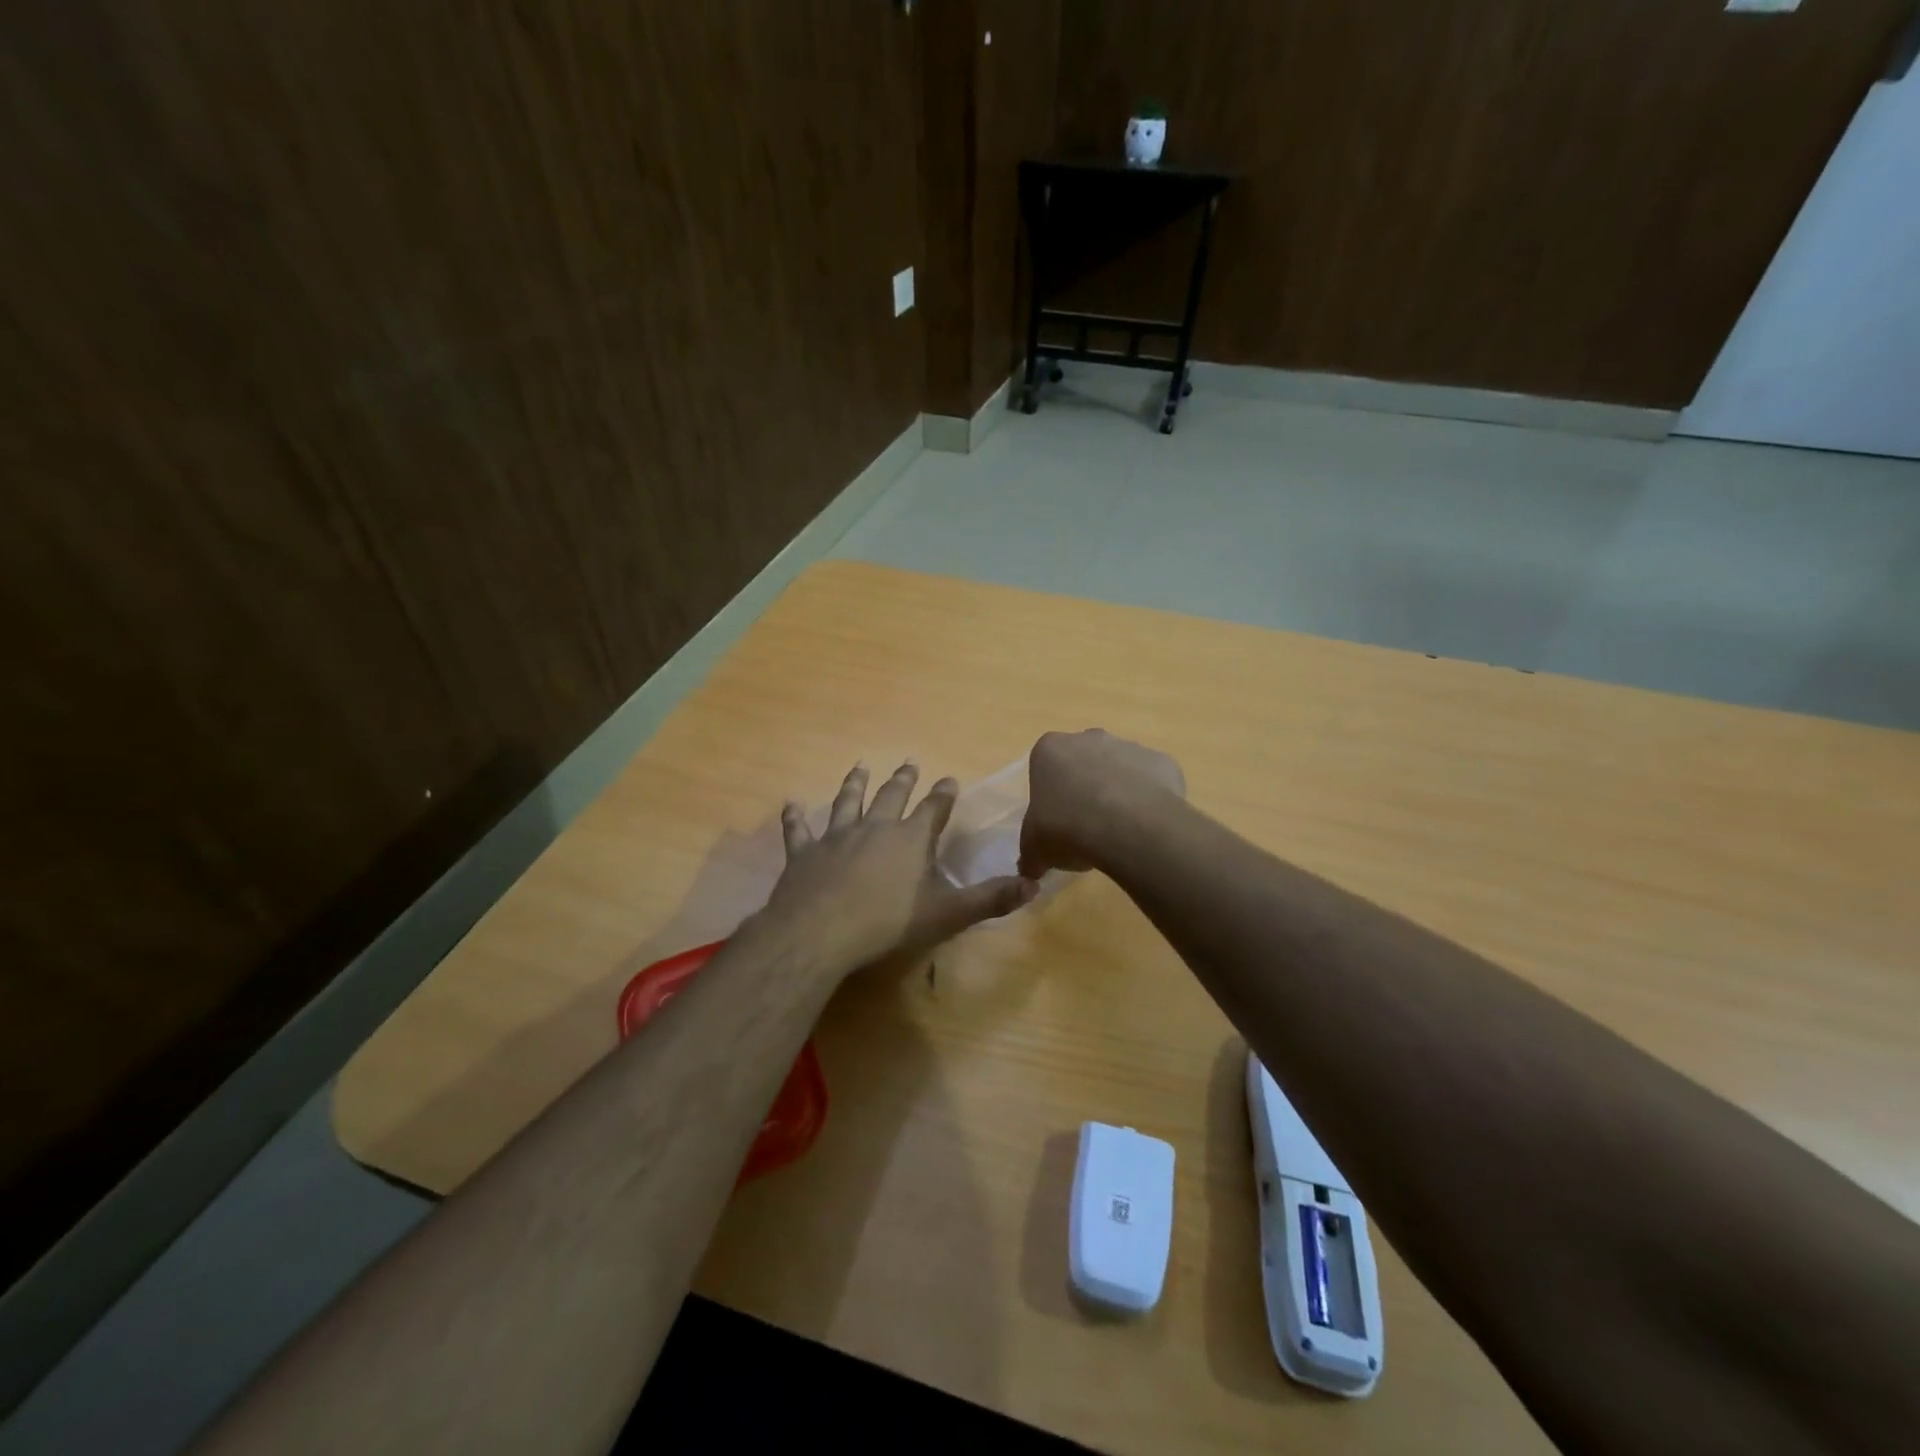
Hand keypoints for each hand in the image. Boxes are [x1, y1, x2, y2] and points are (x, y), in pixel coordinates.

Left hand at [762, 761, 1038, 976]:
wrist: (820, 931)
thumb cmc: (888, 923)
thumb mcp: (948, 914)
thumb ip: (989, 899)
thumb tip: (1033, 886)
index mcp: (910, 839)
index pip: (933, 809)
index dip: (943, 794)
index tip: (949, 779)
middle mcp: (874, 828)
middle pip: (891, 796)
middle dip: (903, 779)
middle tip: (908, 761)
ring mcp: (836, 837)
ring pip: (847, 802)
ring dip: (854, 784)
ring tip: (859, 767)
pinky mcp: (804, 854)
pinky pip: (800, 830)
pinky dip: (796, 817)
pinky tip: (792, 805)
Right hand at [1021, 730, 1185, 876]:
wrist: (1127, 827)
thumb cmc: (1067, 828)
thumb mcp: (1034, 849)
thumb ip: (1030, 855)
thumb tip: (1031, 868)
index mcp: (1050, 750)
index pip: (1045, 767)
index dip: (1051, 795)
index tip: (1057, 820)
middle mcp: (1089, 738)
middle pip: (1084, 761)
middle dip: (1085, 786)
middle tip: (1087, 825)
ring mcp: (1129, 746)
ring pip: (1120, 768)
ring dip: (1118, 792)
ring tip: (1119, 831)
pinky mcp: (1162, 761)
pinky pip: (1153, 781)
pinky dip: (1150, 800)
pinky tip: (1146, 827)